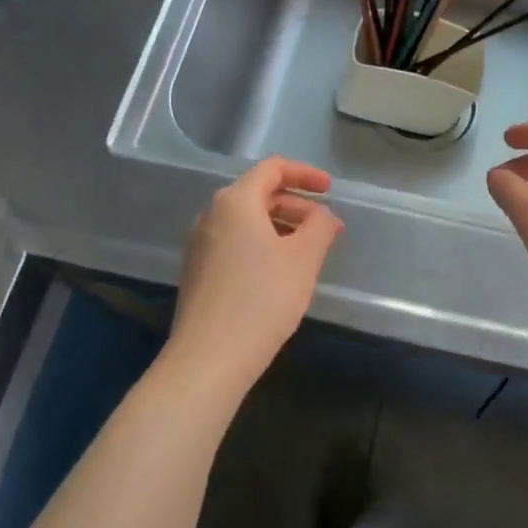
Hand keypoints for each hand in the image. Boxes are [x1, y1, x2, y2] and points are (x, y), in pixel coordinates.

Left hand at [168, 157, 343, 395]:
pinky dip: (262, 245)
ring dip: (281, 228)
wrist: (208, 358)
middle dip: (297, 206)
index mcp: (235, 202)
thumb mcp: (303, 259)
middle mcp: (211, 215)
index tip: (330, 190)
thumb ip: (319, 226)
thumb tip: (322, 216)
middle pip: (259, 194)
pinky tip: (280, 273)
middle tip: (327, 230)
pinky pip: (235, 243)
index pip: (272, 169)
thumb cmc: (262, 300)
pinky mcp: (197, 271)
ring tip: (308, 253)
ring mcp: (200, 244)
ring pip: (246, 222)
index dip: (305, 174)